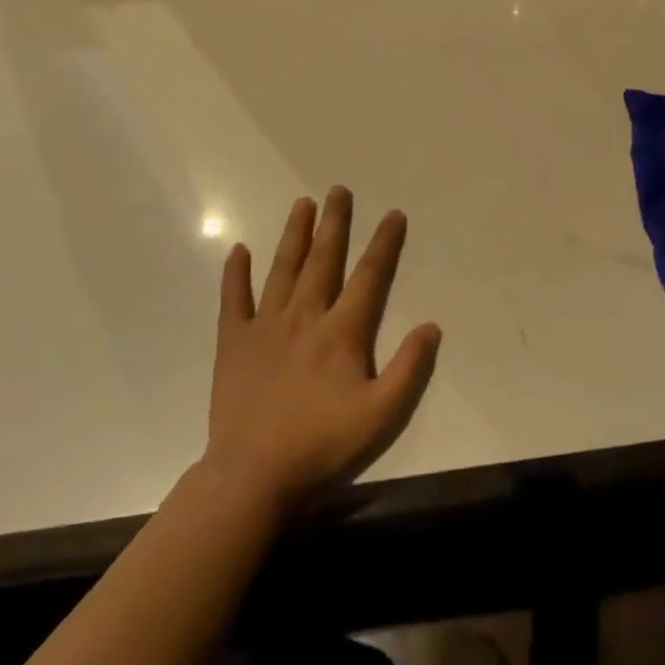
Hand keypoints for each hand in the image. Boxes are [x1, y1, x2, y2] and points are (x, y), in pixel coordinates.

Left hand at [204, 188, 440, 511]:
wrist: (253, 474)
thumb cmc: (323, 444)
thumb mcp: (382, 414)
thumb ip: (409, 368)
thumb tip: (431, 325)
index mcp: (341, 332)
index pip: (369, 276)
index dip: (384, 243)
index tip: (393, 214)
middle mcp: (304, 317)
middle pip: (323, 260)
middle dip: (335, 223)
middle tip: (339, 190)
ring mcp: (265, 327)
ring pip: (282, 269)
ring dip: (294, 235)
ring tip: (302, 204)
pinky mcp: (233, 343)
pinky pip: (233, 300)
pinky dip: (235, 274)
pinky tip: (238, 251)